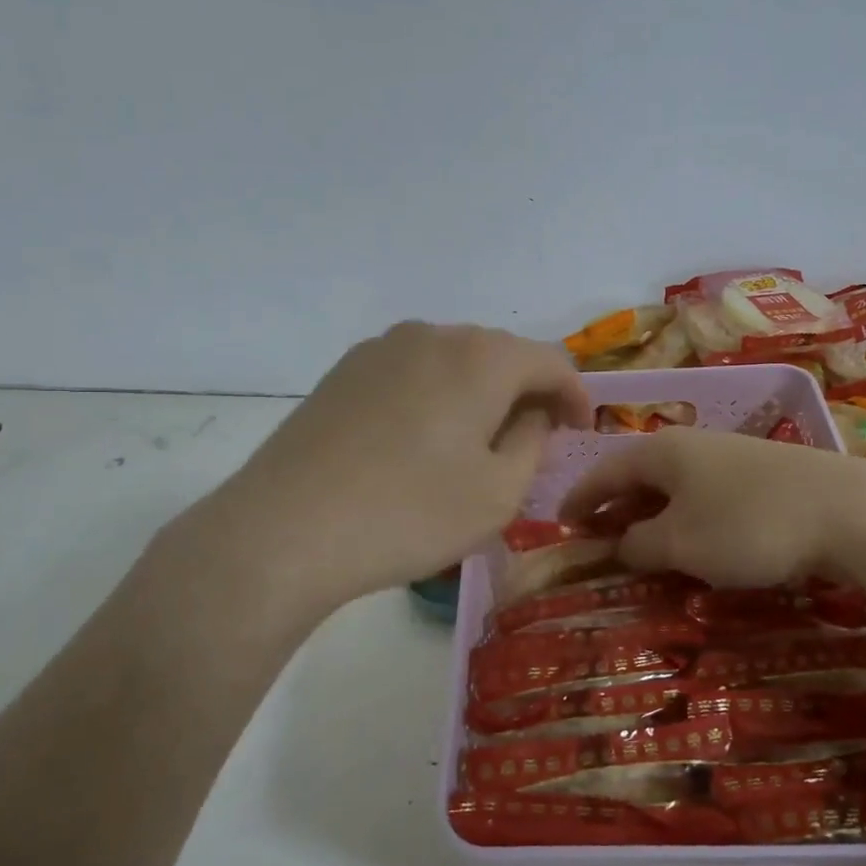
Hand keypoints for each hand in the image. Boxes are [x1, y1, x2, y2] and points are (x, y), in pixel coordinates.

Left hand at [162, 323, 592, 619]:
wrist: (285, 530)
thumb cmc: (410, 514)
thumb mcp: (499, 493)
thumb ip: (533, 442)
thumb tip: (531, 413)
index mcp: (480, 357)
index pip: (552, 360)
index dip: (576, 395)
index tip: (581, 431)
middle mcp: (432, 335)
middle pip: (501, 354)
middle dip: (527, 392)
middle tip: (535, 440)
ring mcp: (381, 349)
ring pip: (454, 361)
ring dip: (480, 394)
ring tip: (478, 443)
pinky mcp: (344, 372)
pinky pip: (412, 373)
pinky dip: (436, 397)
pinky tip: (423, 441)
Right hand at [559, 427, 865, 586]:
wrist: (847, 510)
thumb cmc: (748, 525)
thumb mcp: (680, 542)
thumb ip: (638, 543)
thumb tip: (620, 543)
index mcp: (662, 451)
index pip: (604, 471)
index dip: (579, 499)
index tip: (559, 525)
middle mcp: (692, 444)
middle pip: (639, 475)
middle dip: (615, 508)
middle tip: (596, 542)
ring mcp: (730, 456)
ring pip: (675, 486)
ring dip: (651, 515)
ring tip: (640, 547)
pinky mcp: (763, 474)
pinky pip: (706, 495)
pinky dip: (686, 518)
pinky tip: (695, 542)